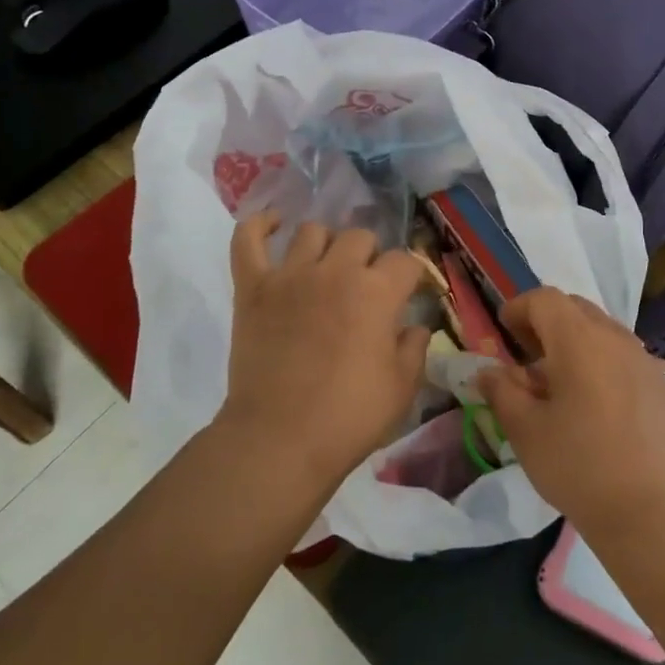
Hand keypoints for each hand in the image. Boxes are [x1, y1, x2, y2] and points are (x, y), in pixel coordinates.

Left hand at [221, 214, 431, 491]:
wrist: (279, 440)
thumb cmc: (348, 417)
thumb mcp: (402, 388)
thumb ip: (414, 348)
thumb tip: (416, 327)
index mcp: (377, 292)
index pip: (405, 261)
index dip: (411, 276)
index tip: (410, 294)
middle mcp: (336, 270)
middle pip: (360, 237)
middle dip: (370, 257)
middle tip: (366, 286)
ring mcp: (289, 274)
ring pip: (312, 232)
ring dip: (326, 244)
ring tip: (326, 266)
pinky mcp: (252, 287)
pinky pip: (248, 239)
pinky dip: (259, 225)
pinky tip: (273, 224)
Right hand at [477, 288, 664, 540]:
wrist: (651, 513)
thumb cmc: (578, 466)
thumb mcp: (525, 430)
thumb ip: (502, 391)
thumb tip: (488, 371)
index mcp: (578, 339)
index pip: (544, 299)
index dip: (519, 309)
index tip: (504, 333)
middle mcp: (615, 338)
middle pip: (575, 308)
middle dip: (546, 322)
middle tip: (527, 355)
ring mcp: (644, 360)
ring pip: (602, 331)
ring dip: (575, 342)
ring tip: (559, 382)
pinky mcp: (661, 386)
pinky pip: (623, 356)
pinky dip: (601, 362)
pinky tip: (594, 405)